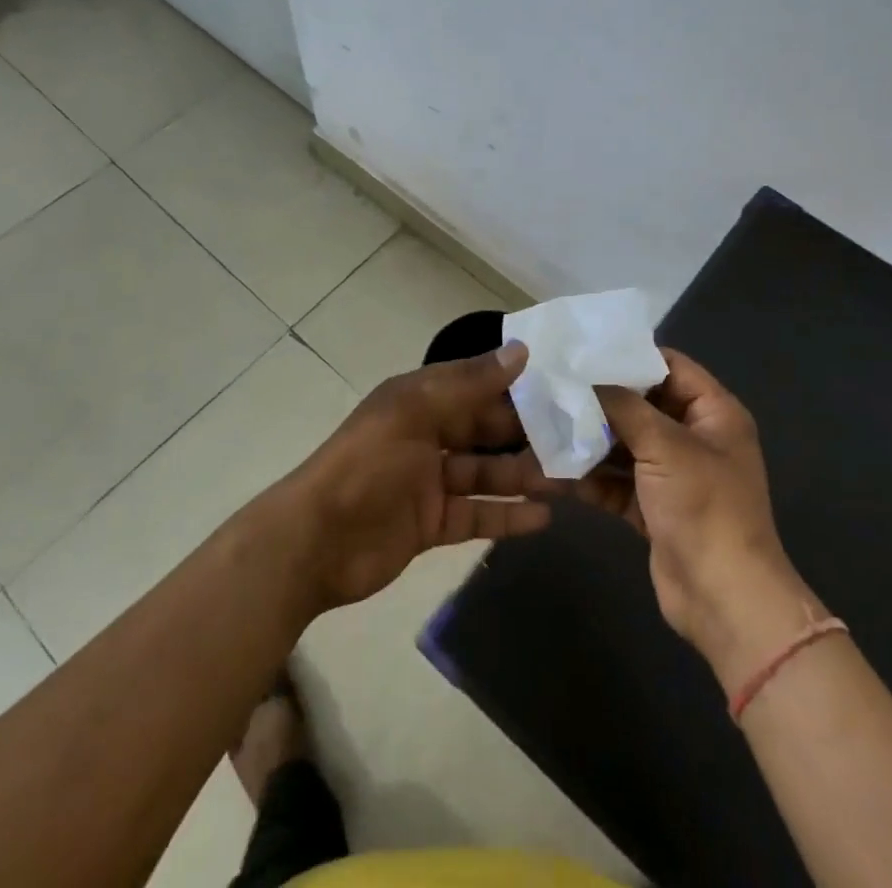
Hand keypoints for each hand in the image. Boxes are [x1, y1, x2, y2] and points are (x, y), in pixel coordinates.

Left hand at [278, 341, 550, 610]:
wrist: (315, 542)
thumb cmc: (367, 463)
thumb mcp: (416, 411)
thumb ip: (471, 383)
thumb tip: (521, 350)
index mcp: (420, 399)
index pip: (476, 386)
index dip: (515, 388)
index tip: (561, 390)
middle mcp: (427, 435)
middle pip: (485, 431)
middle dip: (526, 435)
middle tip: (576, 441)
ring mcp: (429, 482)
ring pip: (486, 474)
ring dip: (522, 476)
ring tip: (568, 481)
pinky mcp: (431, 524)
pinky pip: (476, 515)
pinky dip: (506, 517)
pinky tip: (542, 518)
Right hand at [582, 351, 824, 689]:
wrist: (724, 599)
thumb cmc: (704, 507)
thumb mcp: (665, 446)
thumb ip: (623, 407)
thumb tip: (586, 379)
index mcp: (714, 413)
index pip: (671, 367)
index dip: (631, 357)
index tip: (585, 351)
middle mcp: (695, 437)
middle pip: (643, 406)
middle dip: (601, 401)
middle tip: (554, 388)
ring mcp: (674, 475)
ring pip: (626, 445)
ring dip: (590, 441)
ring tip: (544, 426)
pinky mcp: (654, 507)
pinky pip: (618, 481)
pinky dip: (591, 477)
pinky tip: (552, 470)